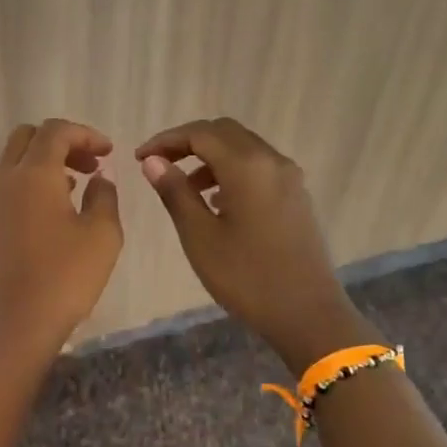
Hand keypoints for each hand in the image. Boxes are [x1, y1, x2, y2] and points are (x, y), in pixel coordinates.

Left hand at [0, 119, 122, 367]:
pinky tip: (51, 211)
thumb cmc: (64, 279)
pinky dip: (27, 183)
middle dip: (61, 143)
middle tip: (90, 166)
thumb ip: (104, 196)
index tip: (109, 153)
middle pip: (28, 138)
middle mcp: (3, 177)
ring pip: (12, 160)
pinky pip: (3, 185)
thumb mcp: (102, 236)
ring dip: (42, 162)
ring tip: (74, 187)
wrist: (12, 325)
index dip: (86, 135)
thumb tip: (98, 177)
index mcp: (33, 173)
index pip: (56, 131)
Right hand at [135, 117, 365, 370]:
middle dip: (188, 142)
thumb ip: (175, 193)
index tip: (139, 158)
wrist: (307, 313)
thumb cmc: (245, 277)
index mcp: (247, 167)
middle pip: (225, 132)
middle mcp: (272, 162)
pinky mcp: (296, 197)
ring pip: (244, 148)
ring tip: (184, 187)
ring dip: (210, 157)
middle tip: (158, 164)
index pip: (200, 134)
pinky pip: (259, 168)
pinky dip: (231, 171)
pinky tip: (216, 202)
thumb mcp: (199, 236)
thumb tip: (153, 161)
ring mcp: (289, 179)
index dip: (166, 140)